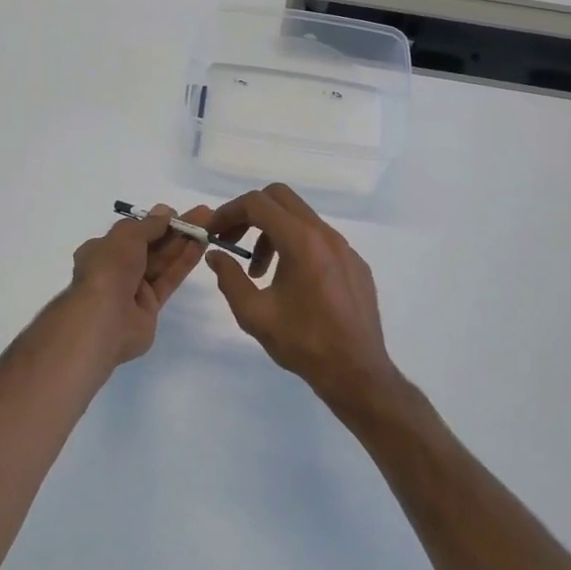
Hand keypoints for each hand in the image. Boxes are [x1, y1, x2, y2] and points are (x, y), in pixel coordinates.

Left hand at [62, 204, 209, 369]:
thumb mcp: (126, 237)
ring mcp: (133, 288)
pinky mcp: (150, 306)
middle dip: (175, 230)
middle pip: (150, 245)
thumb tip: (164, 211)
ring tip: (209, 226)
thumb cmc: (109, 269)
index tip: (176, 214)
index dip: (154, 222)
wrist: (105, 321)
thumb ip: (148, 225)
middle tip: (203, 215)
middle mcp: (116, 268)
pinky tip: (201, 246)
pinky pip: (168, 279)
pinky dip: (183, 263)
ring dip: (184, 243)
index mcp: (101, 250)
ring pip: (162, 261)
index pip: (131, 233)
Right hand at [205, 184, 402, 411]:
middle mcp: (325, 234)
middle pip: (280, 198)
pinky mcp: (355, 263)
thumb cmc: (303, 342)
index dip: (229, 212)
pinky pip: (320, 239)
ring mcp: (344, 247)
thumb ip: (229, 278)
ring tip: (260, 272)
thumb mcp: (254, 314)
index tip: (214, 233)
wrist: (356, 371)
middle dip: (250, 214)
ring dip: (272, 233)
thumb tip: (216, 255)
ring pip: (301, 219)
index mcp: (301, 241)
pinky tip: (292, 283)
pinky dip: (296, 246)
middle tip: (233, 242)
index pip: (257, 203)